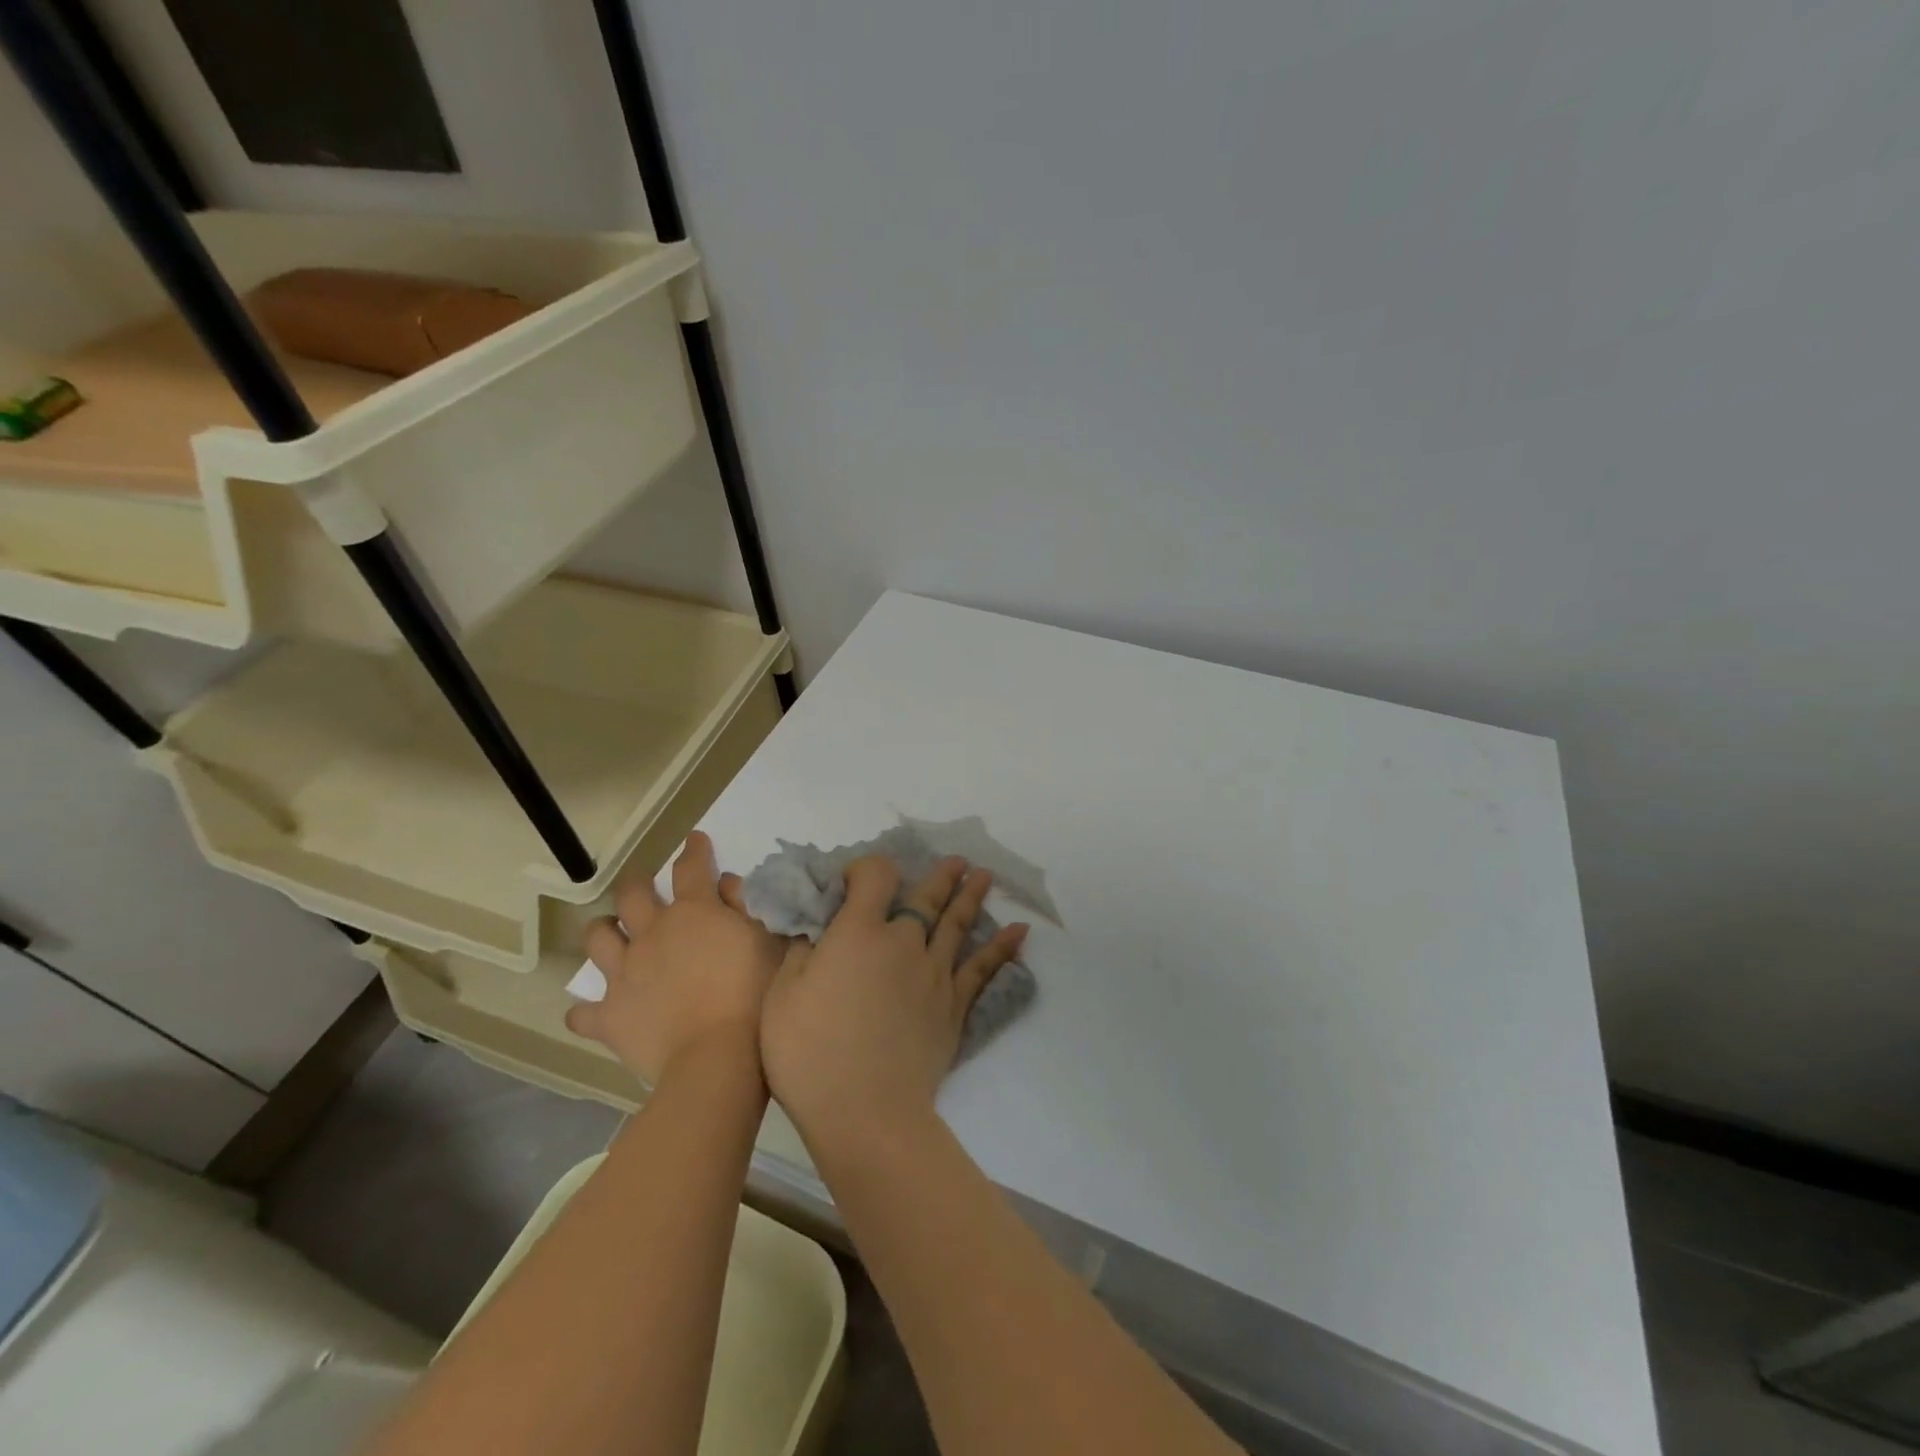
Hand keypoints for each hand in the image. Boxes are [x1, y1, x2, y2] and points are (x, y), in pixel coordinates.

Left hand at [567, 832, 789, 1085]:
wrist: (715, 1056)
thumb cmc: (752, 994)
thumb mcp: (767, 941)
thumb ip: (747, 907)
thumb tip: (727, 885)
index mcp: (693, 912)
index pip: (692, 867)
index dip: (694, 850)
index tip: (695, 840)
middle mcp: (651, 933)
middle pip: (632, 894)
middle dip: (638, 884)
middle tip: (646, 888)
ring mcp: (624, 973)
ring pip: (598, 938)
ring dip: (605, 932)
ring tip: (614, 935)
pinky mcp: (609, 1015)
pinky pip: (583, 1012)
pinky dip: (588, 1010)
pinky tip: (594, 1011)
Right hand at [760, 855, 1026, 1156]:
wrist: (866, 1112)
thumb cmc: (810, 1053)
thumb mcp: (783, 995)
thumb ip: (803, 951)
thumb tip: (819, 929)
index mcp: (860, 932)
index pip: (875, 876)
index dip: (867, 869)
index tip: (854, 881)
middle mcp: (904, 942)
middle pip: (925, 898)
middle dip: (940, 876)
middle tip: (958, 862)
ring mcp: (935, 973)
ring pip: (957, 925)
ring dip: (971, 897)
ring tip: (984, 876)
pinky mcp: (954, 1006)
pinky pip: (983, 969)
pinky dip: (1003, 948)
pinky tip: (1019, 932)